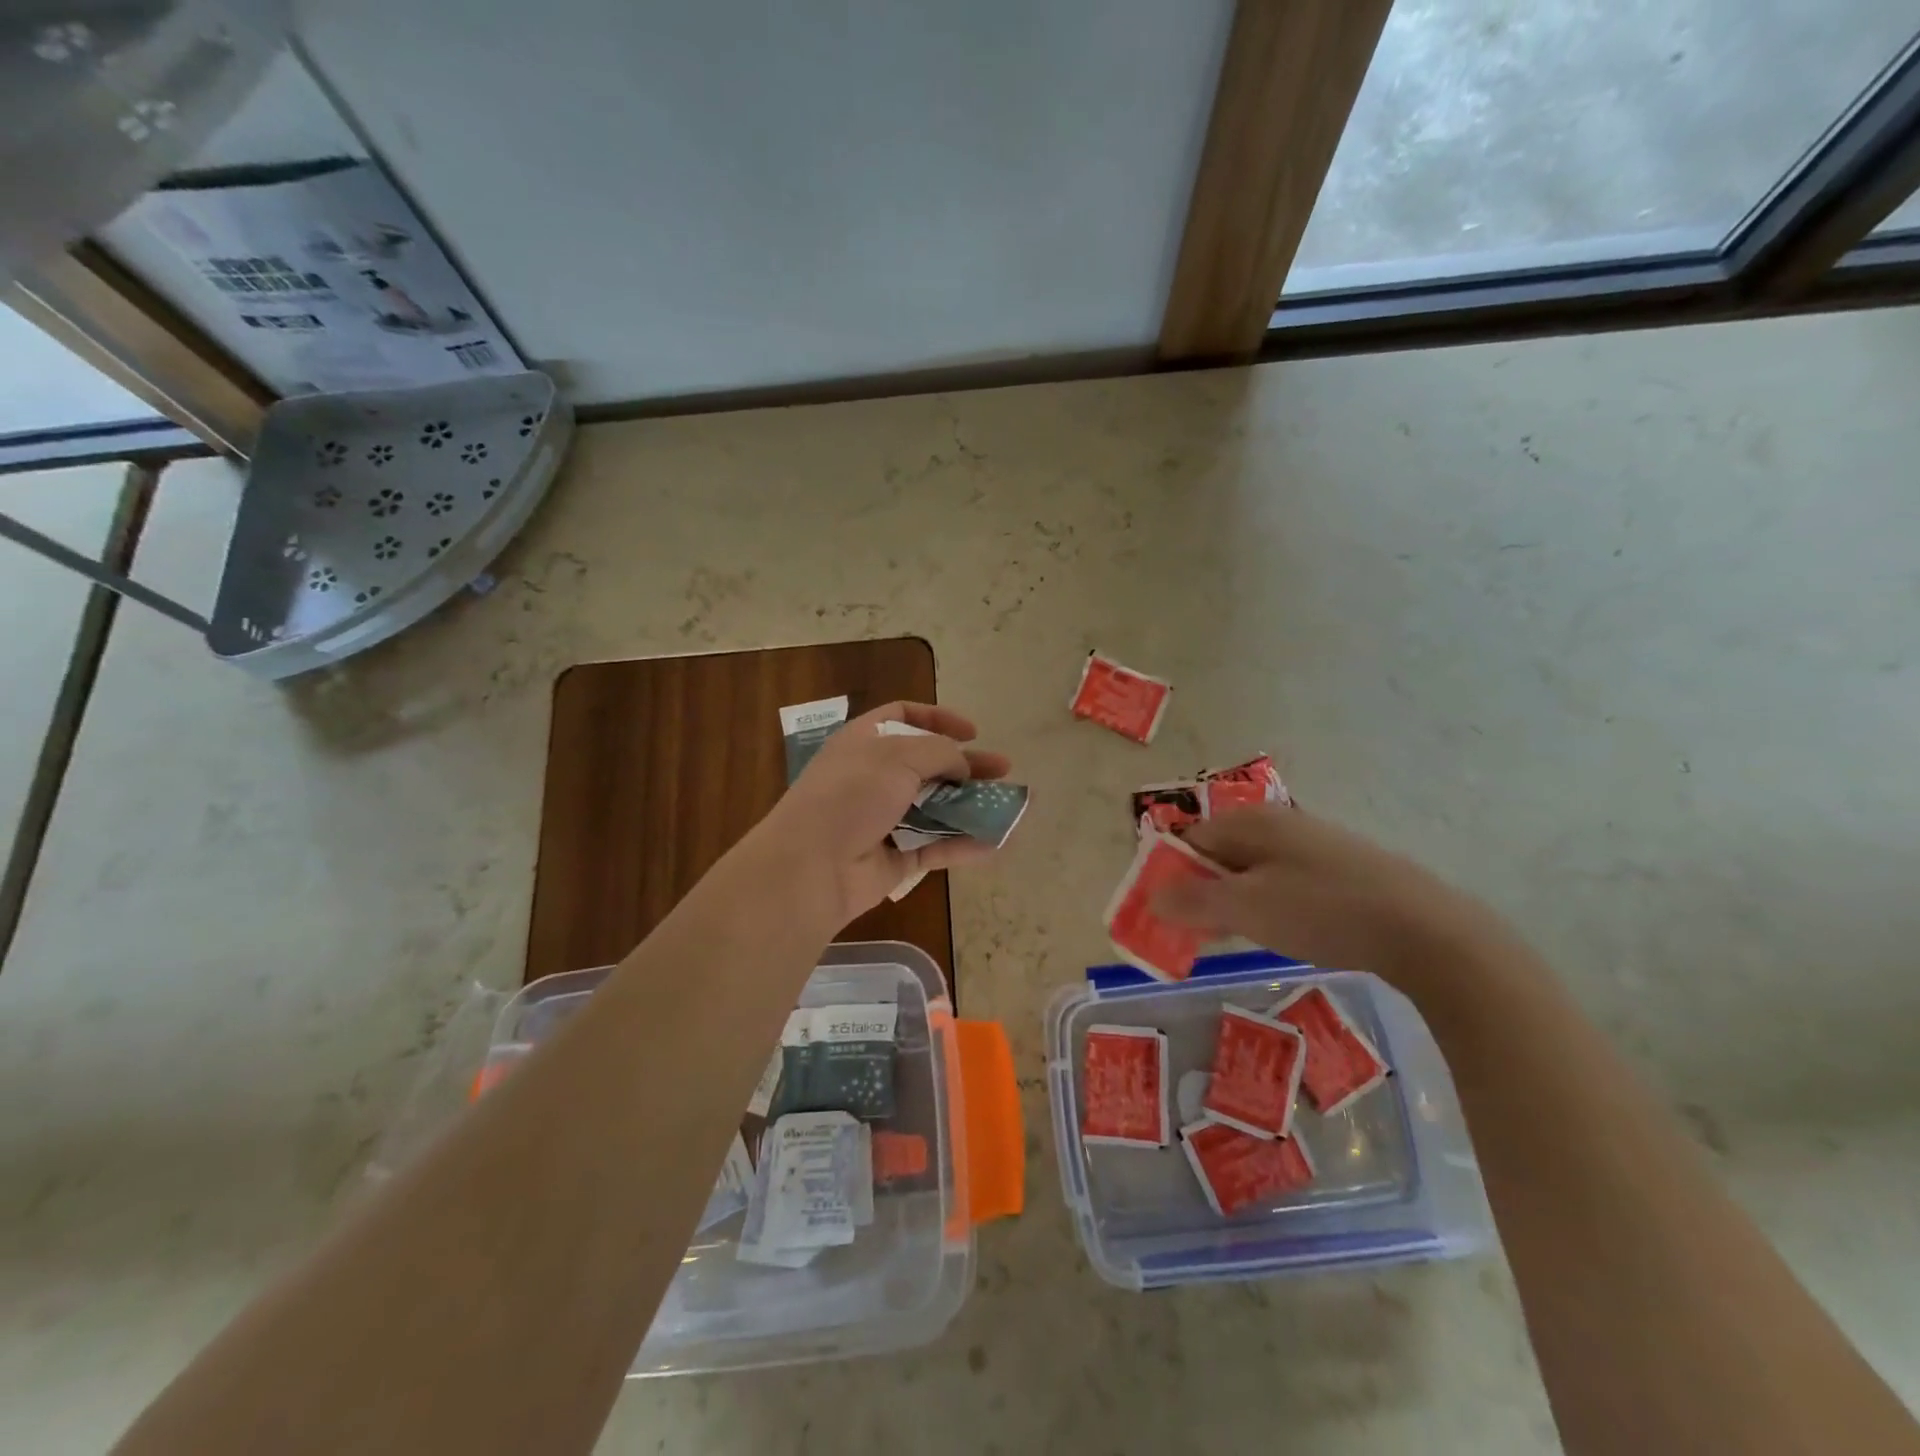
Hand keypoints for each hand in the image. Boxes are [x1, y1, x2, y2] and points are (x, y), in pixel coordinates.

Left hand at [756, 702, 1013, 924]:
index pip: (903, 717)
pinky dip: (964, 844)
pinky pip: (936, 847)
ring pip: (936, 807)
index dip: (938, 718)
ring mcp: (884, 820)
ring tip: (1009, 804)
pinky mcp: (895, 859)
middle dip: (966, 765)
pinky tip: (997, 842)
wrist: (811, 867)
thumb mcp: (897, 757)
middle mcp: (874, 777)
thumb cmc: (850, 796)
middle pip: (928, 764)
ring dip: (971, 805)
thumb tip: (962, 765)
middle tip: (1003, 769)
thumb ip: (939, 752)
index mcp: (864, 742)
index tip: (972, 731)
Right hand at [1154, 805, 1507, 995]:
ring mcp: (1314, 845)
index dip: (1171, 874)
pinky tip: (1286, 932)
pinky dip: (1270, 904)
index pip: (1190, 839)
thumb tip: (1152, 896)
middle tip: (1199, 932)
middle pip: (1221, 852)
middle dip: (1202, 890)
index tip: (1167, 914)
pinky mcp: (1342, 869)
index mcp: (1252, 822)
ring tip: (1238, 936)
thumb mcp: (1246, 908)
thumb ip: (1193, 900)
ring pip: (1254, 869)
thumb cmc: (1323, 912)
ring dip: (1235, 900)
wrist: (1425, 931)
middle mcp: (1280, 823)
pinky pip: (1285, 881)